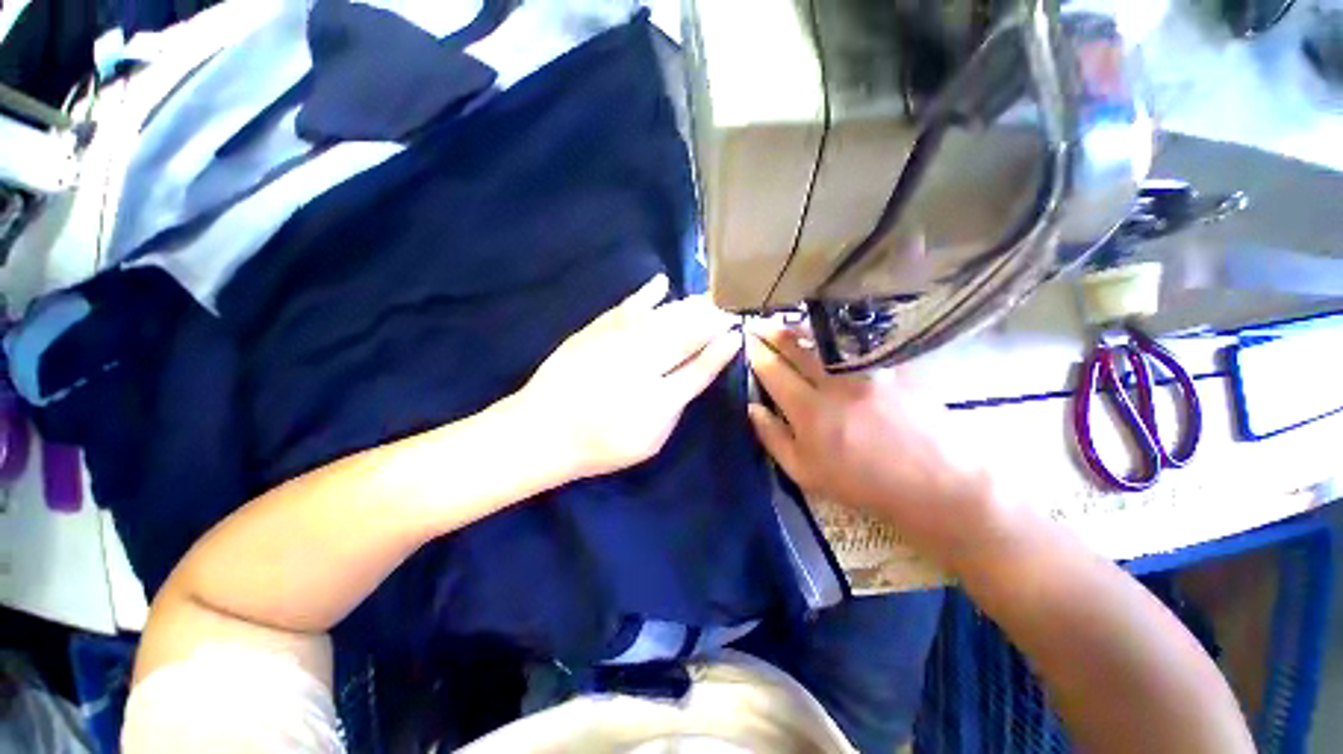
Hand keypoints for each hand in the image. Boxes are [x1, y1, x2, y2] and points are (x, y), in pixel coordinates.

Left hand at [517, 274, 740, 480]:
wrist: (543, 431)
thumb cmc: (601, 443)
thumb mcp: (650, 439)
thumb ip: (677, 405)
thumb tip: (697, 374)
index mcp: (660, 398)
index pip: (701, 367)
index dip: (721, 348)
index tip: (737, 332)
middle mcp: (644, 364)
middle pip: (686, 335)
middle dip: (710, 320)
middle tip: (726, 311)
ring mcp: (619, 342)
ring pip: (663, 317)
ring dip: (689, 306)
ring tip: (706, 299)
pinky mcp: (597, 330)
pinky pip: (628, 306)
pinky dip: (647, 294)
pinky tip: (662, 283)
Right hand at [744, 321, 997, 558]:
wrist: (934, 483)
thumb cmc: (862, 484)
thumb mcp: (805, 473)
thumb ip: (773, 438)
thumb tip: (752, 408)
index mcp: (809, 410)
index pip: (773, 371)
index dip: (757, 354)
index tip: (746, 342)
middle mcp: (835, 382)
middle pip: (796, 348)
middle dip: (771, 332)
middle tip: (757, 323)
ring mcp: (866, 370)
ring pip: (824, 340)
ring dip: (800, 328)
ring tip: (786, 322)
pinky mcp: (891, 366)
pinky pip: (855, 344)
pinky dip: (834, 336)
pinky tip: (829, 333)